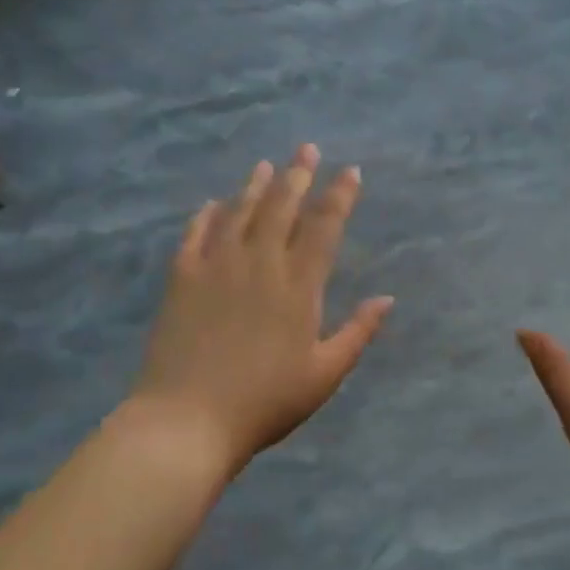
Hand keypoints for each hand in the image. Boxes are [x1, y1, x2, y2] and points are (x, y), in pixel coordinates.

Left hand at [134, 146, 392, 473]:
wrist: (186, 421)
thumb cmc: (265, 402)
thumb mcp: (324, 374)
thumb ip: (358, 332)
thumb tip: (388, 299)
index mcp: (298, 285)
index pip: (324, 227)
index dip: (340, 195)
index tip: (351, 171)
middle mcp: (260, 263)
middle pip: (281, 206)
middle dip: (298, 174)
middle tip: (307, 148)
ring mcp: (217, 266)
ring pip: (239, 212)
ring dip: (255, 185)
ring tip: (266, 164)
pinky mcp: (182, 278)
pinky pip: (196, 234)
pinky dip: (206, 215)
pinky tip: (212, 203)